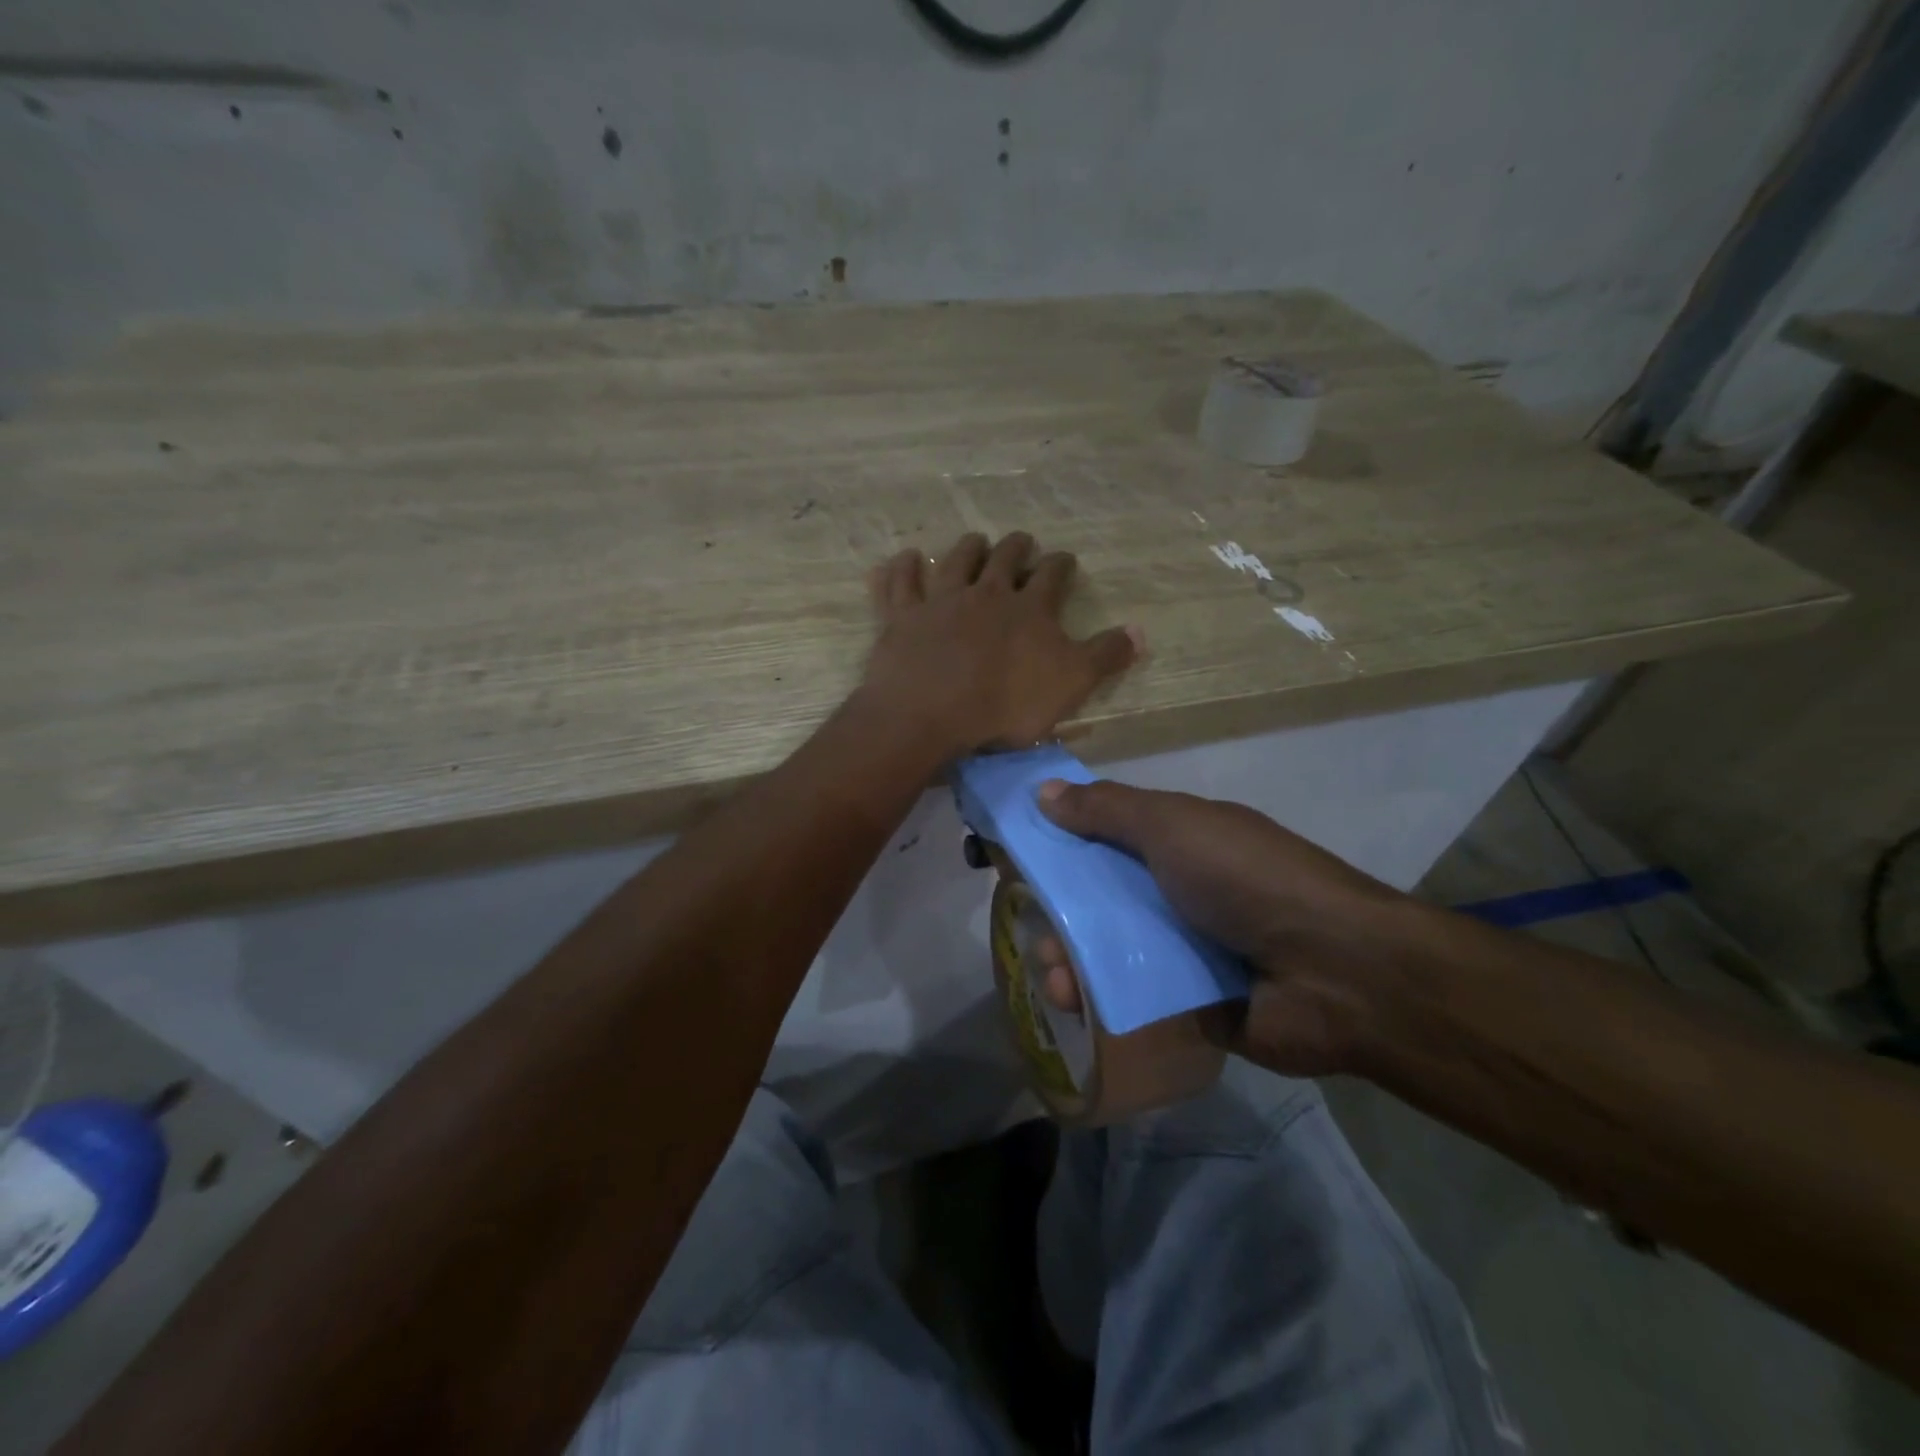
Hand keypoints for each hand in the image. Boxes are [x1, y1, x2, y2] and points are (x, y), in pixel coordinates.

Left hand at [862, 532, 1140, 756]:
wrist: (931, 711)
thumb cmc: (1006, 703)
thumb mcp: (1071, 684)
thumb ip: (1105, 656)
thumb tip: (1141, 631)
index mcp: (1030, 608)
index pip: (1052, 576)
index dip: (1061, 565)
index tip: (1065, 560)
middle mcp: (986, 593)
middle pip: (1004, 559)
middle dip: (1016, 548)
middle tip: (1022, 541)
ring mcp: (941, 600)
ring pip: (957, 561)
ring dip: (968, 548)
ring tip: (975, 541)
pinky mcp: (903, 616)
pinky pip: (901, 583)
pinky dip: (903, 567)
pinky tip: (906, 557)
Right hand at [1034, 780, 1428, 1075]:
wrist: (1336, 973)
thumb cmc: (1246, 879)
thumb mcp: (1173, 826)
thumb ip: (1107, 810)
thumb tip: (1043, 792)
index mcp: (1181, 842)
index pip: (1108, 835)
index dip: (1064, 841)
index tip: (1020, 856)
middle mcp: (1182, 891)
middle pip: (1104, 897)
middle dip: (1062, 913)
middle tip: (1033, 930)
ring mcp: (1189, 949)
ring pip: (1114, 949)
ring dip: (1075, 960)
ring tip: (1055, 980)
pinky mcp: (1193, 1003)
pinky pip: (1135, 996)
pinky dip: (1103, 999)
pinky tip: (1076, 1007)